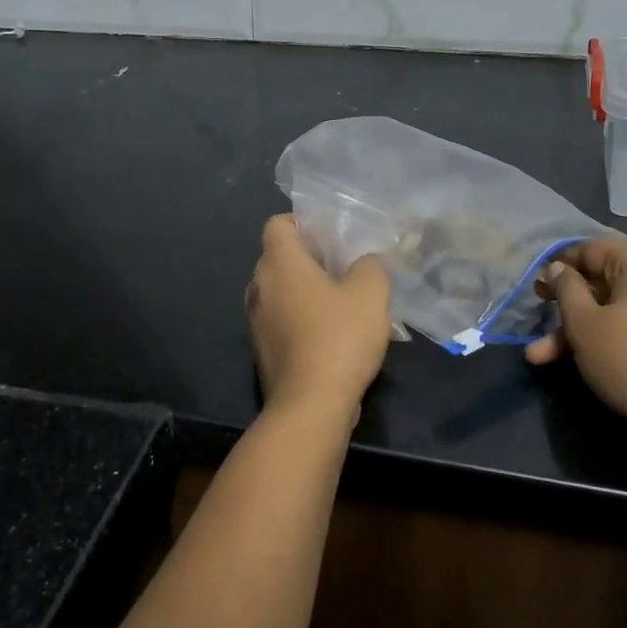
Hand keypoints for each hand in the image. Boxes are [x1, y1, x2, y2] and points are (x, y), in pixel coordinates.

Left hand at [245, 215, 392, 423]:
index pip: (278, 224)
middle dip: (309, 258)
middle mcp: (259, 286)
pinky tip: (331, 335)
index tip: (331, 237)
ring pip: (280, 290)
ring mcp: (255, 320)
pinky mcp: (261, 350)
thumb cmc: (339, 337)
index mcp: (279, 262)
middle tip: (344, 268)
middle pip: (279, 257)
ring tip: (341, 302)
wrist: (311, 404)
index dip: (303, 223)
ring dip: (305, 291)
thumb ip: (369, 265)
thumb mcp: (371, 292)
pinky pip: (280, 320)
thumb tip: (363, 263)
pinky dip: (300, 319)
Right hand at [525, 238, 626, 441]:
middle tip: (538, 319)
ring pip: (621, 309)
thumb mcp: (583, 323)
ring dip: (583, 329)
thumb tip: (560, 268)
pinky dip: (614, 336)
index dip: (560, 263)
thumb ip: (566, 288)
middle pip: (606, 282)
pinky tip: (587, 360)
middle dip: (567, 306)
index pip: (593, 248)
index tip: (538, 284)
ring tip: (545, 358)